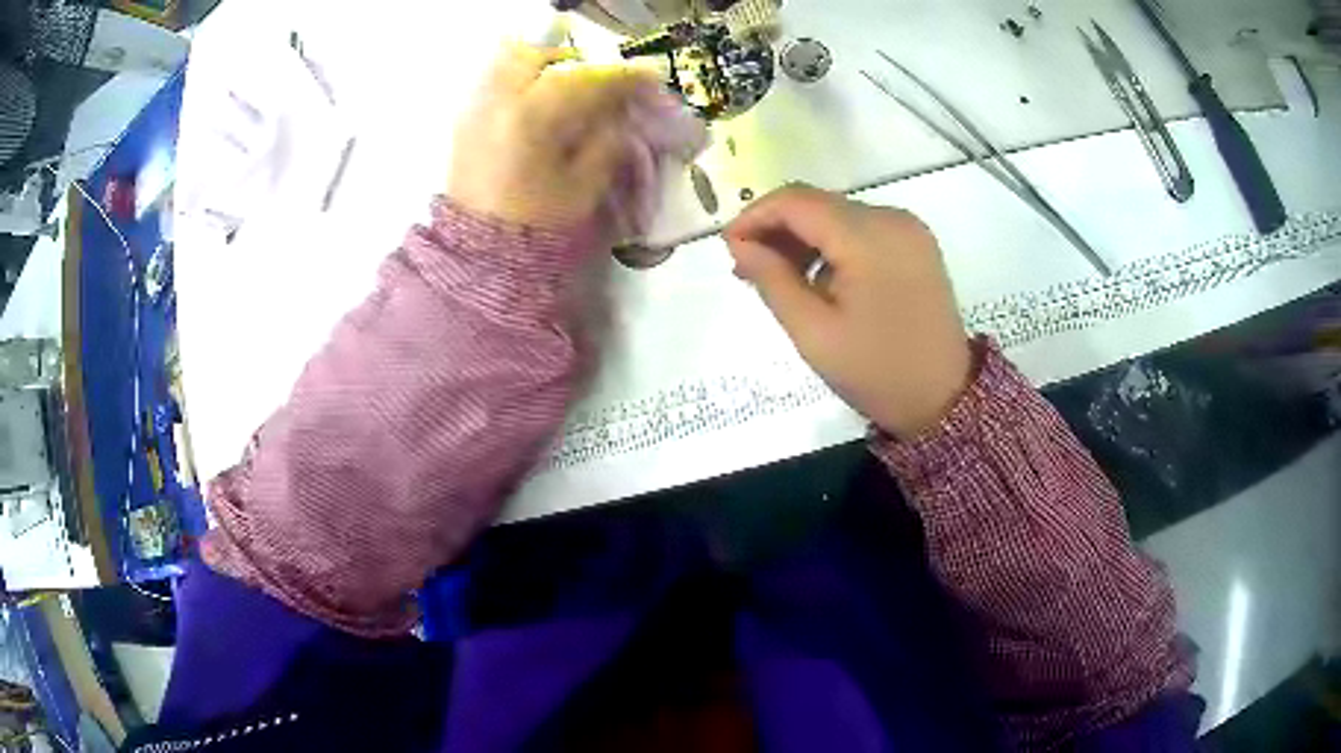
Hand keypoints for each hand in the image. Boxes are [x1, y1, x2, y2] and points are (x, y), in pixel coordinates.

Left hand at [449, 44, 665, 231]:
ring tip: (566, 89)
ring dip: (545, 65)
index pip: (586, 80)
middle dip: (576, 63)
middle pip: (541, 55)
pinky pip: (494, 80)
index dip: (622, 76)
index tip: (650, 77)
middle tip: (599, 83)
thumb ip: (605, 142)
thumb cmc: (537, 224)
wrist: (479, 253)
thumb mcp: (583, 187)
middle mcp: (499, 100)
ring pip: (510, 61)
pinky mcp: (464, 119)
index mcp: (532, 117)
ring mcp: (476, 107)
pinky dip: (521, 80)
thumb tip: (619, 115)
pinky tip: (538, 104)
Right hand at [725, 185, 972, 437]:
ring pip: (838, 214)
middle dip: (777, 228)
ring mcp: (908, 228)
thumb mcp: (814, 332)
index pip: (797, 201)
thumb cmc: (877, 372)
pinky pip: (862, 229)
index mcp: (868, 237)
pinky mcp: (915, 242)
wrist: (944, 399)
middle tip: (747, 268)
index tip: (729, 247)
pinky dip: (832, 245)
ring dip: (803, 238)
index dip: (755, 216)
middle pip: (818, 203)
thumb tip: (738, 244)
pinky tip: (817, 278)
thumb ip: (772, 279)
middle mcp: (892, 218)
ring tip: (778, 278)